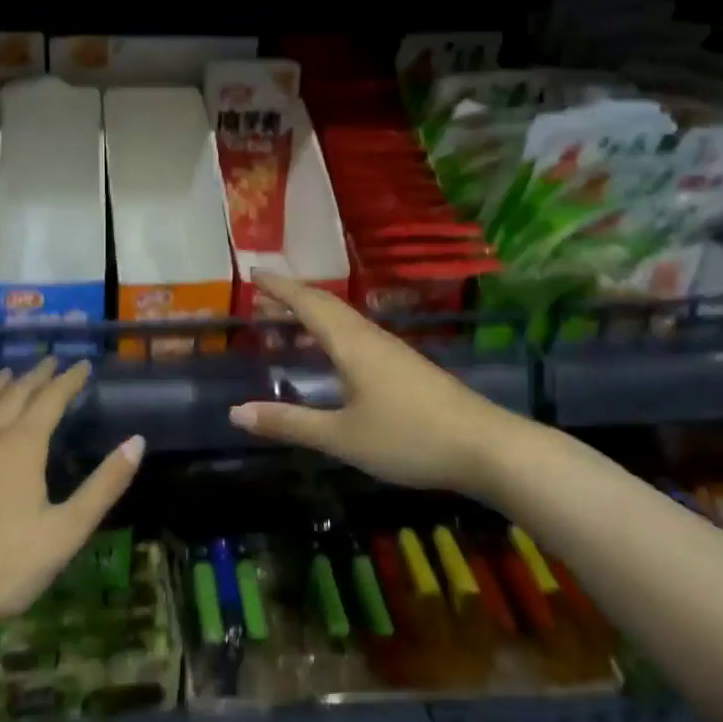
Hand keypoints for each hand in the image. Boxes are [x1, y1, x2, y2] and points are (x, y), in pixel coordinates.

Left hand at [0, 357, 142, 677]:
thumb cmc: (7, 566)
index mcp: (22, 446)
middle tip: (50, 361)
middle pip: (14, 395)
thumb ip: (104, 485)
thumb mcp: (67, 530)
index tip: (82, 364)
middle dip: (36, 376)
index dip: (68, 380)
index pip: (50, 399)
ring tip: (8, 374)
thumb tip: (137, 441)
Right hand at [228, 271, 513, 495]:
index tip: (253, 273)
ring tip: (289, 318)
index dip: (279, 288)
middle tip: (263, 293)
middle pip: (327, 304)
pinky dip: (333, 330)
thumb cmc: (409, 438)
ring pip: (345, 318)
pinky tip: (333, 351)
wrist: (487, 448)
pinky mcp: (407, 366)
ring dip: (314, 311)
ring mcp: (393, 350)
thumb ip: (289, 423)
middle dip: (293, 295)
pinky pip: (358, 334)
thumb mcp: (341, 437)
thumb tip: (236, 413)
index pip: (308, 304)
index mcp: (351, 344)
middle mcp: (370, 337)